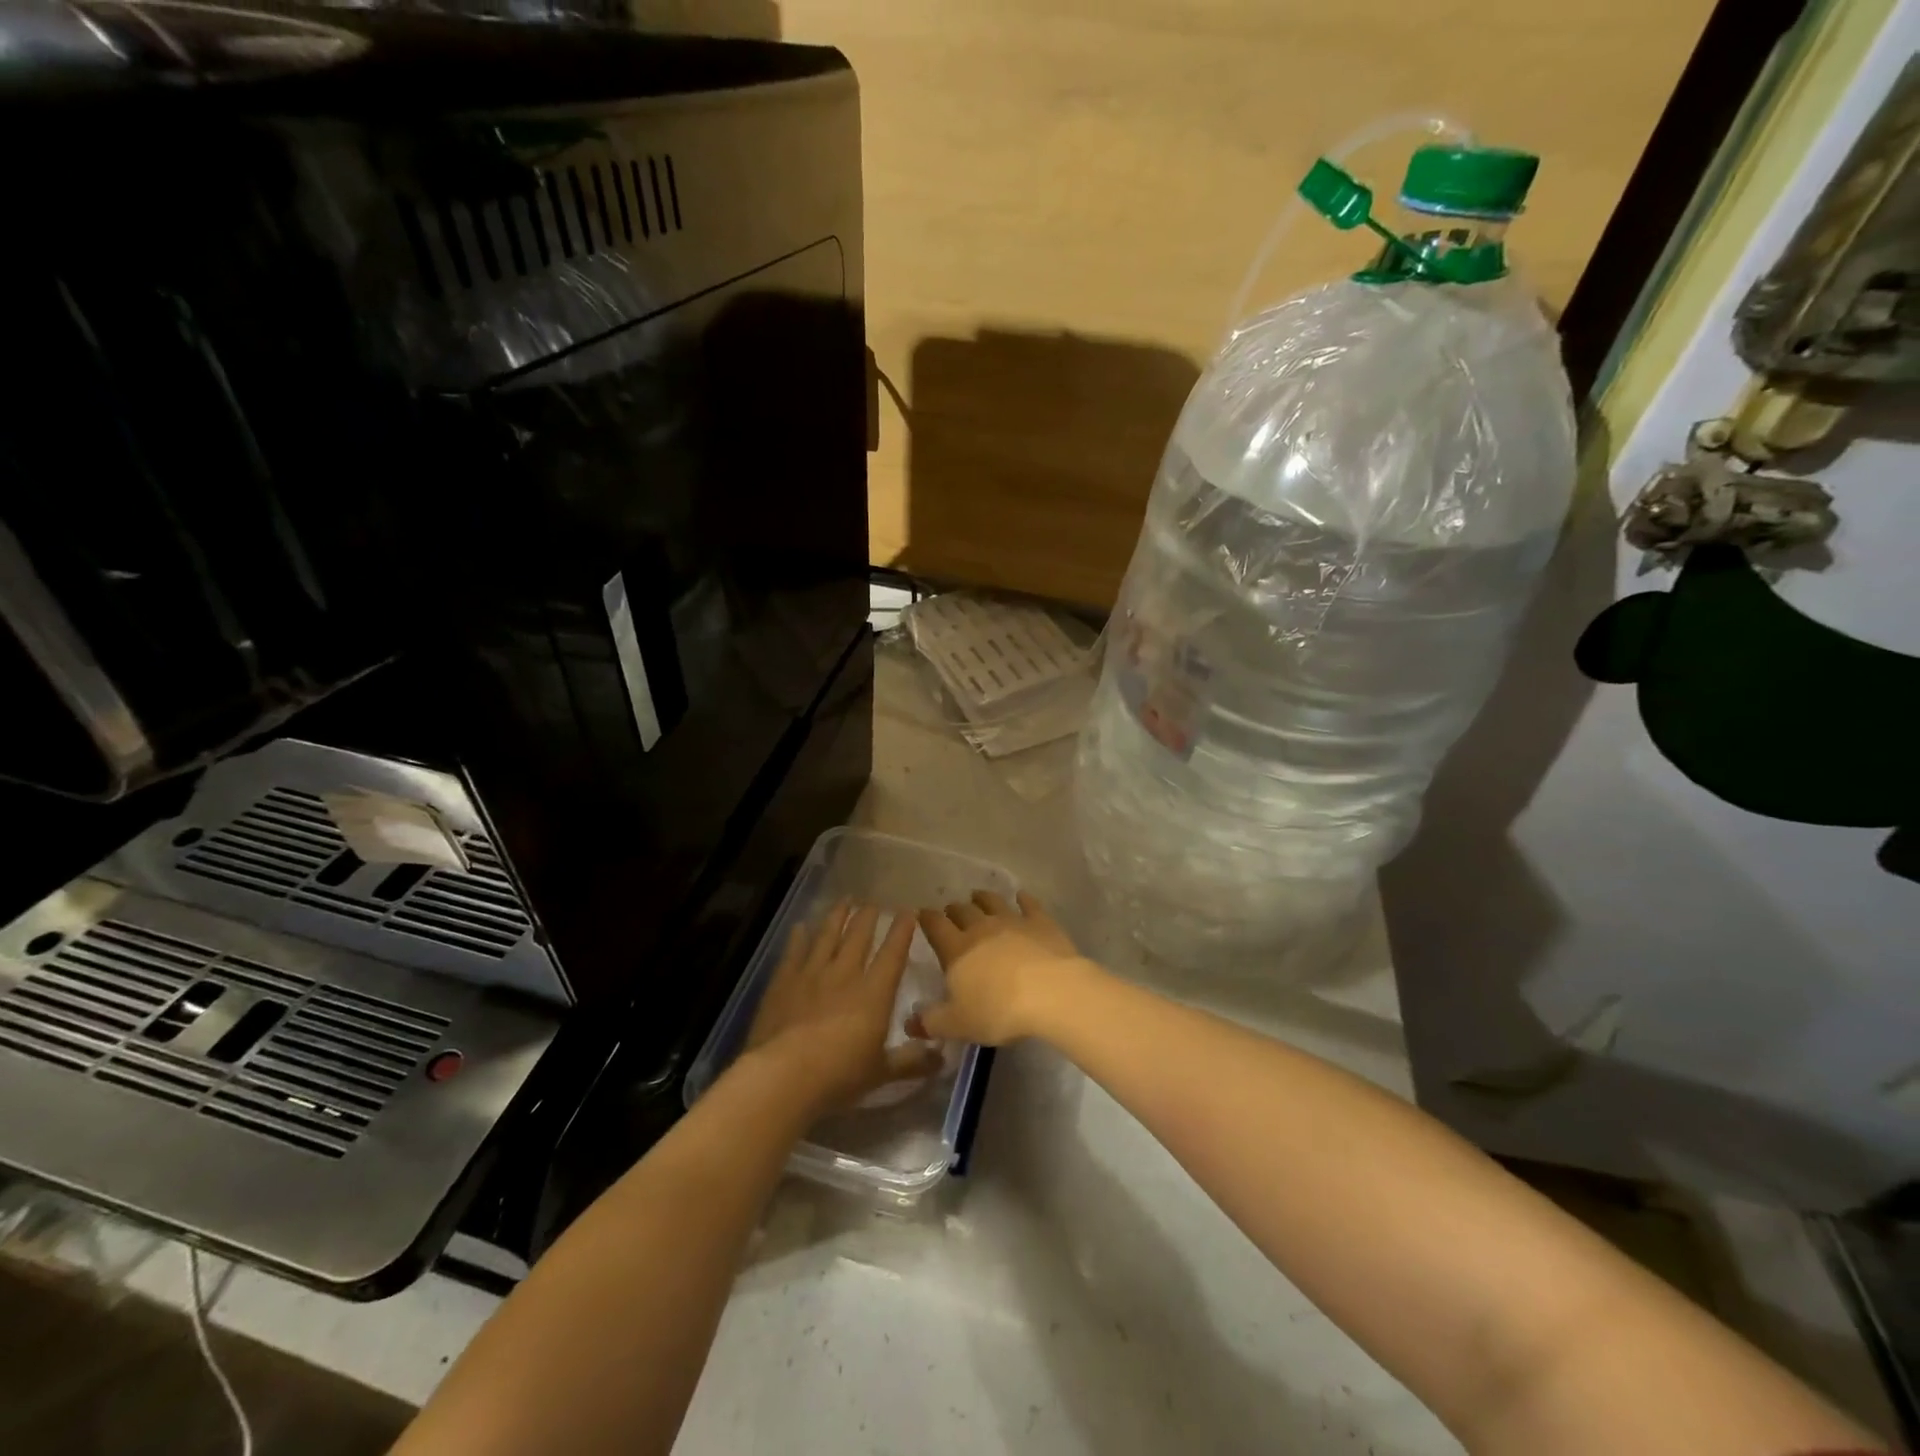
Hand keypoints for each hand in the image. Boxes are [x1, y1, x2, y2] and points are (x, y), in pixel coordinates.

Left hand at [745, 901, 941, 1111]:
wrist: (783, 1075)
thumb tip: (941, 1057)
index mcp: (874, 993)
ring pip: (827, 936)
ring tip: (845, 900)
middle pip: (859, 936)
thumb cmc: (838, 1076)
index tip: (908, 912)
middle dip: (869, 917)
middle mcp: (845, 975)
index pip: (892, 954)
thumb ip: (910, 1062)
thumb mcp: (881, 1073)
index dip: (902, 932)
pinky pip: (794, 951)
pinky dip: (799, 937)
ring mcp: (811, 974)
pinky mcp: (783, 982)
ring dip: (838, 916)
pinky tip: (801, 927)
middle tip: (874, 902)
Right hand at [911, 891, 1092, 1045]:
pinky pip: (1029, 905)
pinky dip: (1024, 899)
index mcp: (956, 949)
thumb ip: (932, 1022)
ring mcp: (1013, 921)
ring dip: (983, 898)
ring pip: (993, 902)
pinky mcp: (1041, 922)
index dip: (927, 919)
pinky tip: (1022, 896)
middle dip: (954, 909)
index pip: (935, 926)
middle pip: (963, 911)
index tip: (922, 914)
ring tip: (978, 896)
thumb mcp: (958, 1024)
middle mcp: (981, 928)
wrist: (1051, 992)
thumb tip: (911, 1021)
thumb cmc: (999, 1010)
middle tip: (951, 910)